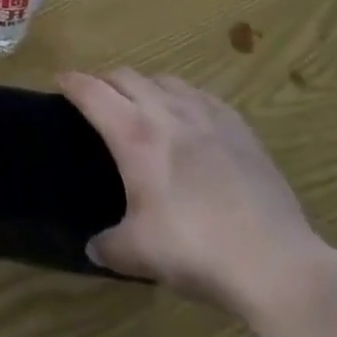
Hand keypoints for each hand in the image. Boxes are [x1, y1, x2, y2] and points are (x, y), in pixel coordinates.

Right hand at [59, 69, 336, 317]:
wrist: (277, 261)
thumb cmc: (197, 249)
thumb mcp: (142, 254)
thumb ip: (110, 246)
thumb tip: (93, 247)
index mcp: (133, 133)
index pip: (91, 91)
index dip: (71, 82)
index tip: (59, 81)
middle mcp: (165, 111)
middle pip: (125, 76)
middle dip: (105, 81)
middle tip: (98, 99)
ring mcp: (205, 113)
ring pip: (164, 79)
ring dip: (145, 86)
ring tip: (143, 106)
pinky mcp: (238, 126)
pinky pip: (200, 95)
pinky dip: (182, 97)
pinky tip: (189, 119)